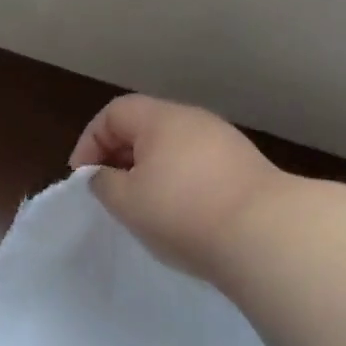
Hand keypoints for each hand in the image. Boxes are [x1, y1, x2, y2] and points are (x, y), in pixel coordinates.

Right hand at [69, 95, 282, 280]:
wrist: (262, 233)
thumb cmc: (182, 212)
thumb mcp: (126, 201)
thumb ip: (104, 183)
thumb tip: (104, 175)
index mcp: (161, 119)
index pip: (114, 113)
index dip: (90, 141)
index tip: (83, 178)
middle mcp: (195, 121)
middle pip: (146, 127)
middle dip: (120, 156)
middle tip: (110, 192)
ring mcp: (224, 143)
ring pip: (173, 149)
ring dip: (150, 172)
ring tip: (143, 207)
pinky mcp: (244, 168)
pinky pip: (198, 167)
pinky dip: (179, 184)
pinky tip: (179, 215)